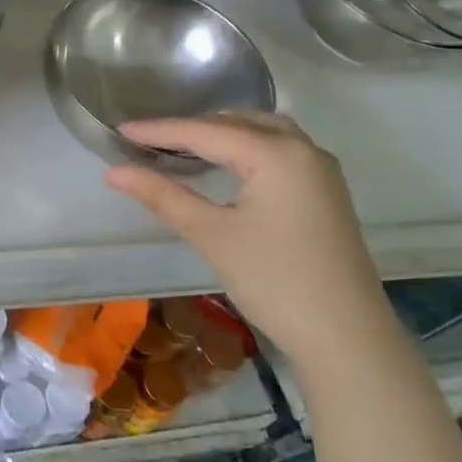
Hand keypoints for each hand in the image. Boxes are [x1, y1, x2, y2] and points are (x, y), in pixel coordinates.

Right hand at [103, 112, 394, 366]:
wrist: (346, 338)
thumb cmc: (274, 281)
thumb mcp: (211, 234)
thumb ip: (163, 195)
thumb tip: (114, 171)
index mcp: (276, 153)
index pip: (205, 131)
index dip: (160, 130)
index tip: (120, 130)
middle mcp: (303, 149)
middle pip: (236, 123)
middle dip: (191, 128)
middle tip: (148, 140)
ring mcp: (320, 170)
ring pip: (263, 131)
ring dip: (223, 132)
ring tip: (184, 145)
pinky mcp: (326, 191)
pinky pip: (280, 149)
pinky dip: (247, 146)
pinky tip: (228, 164)